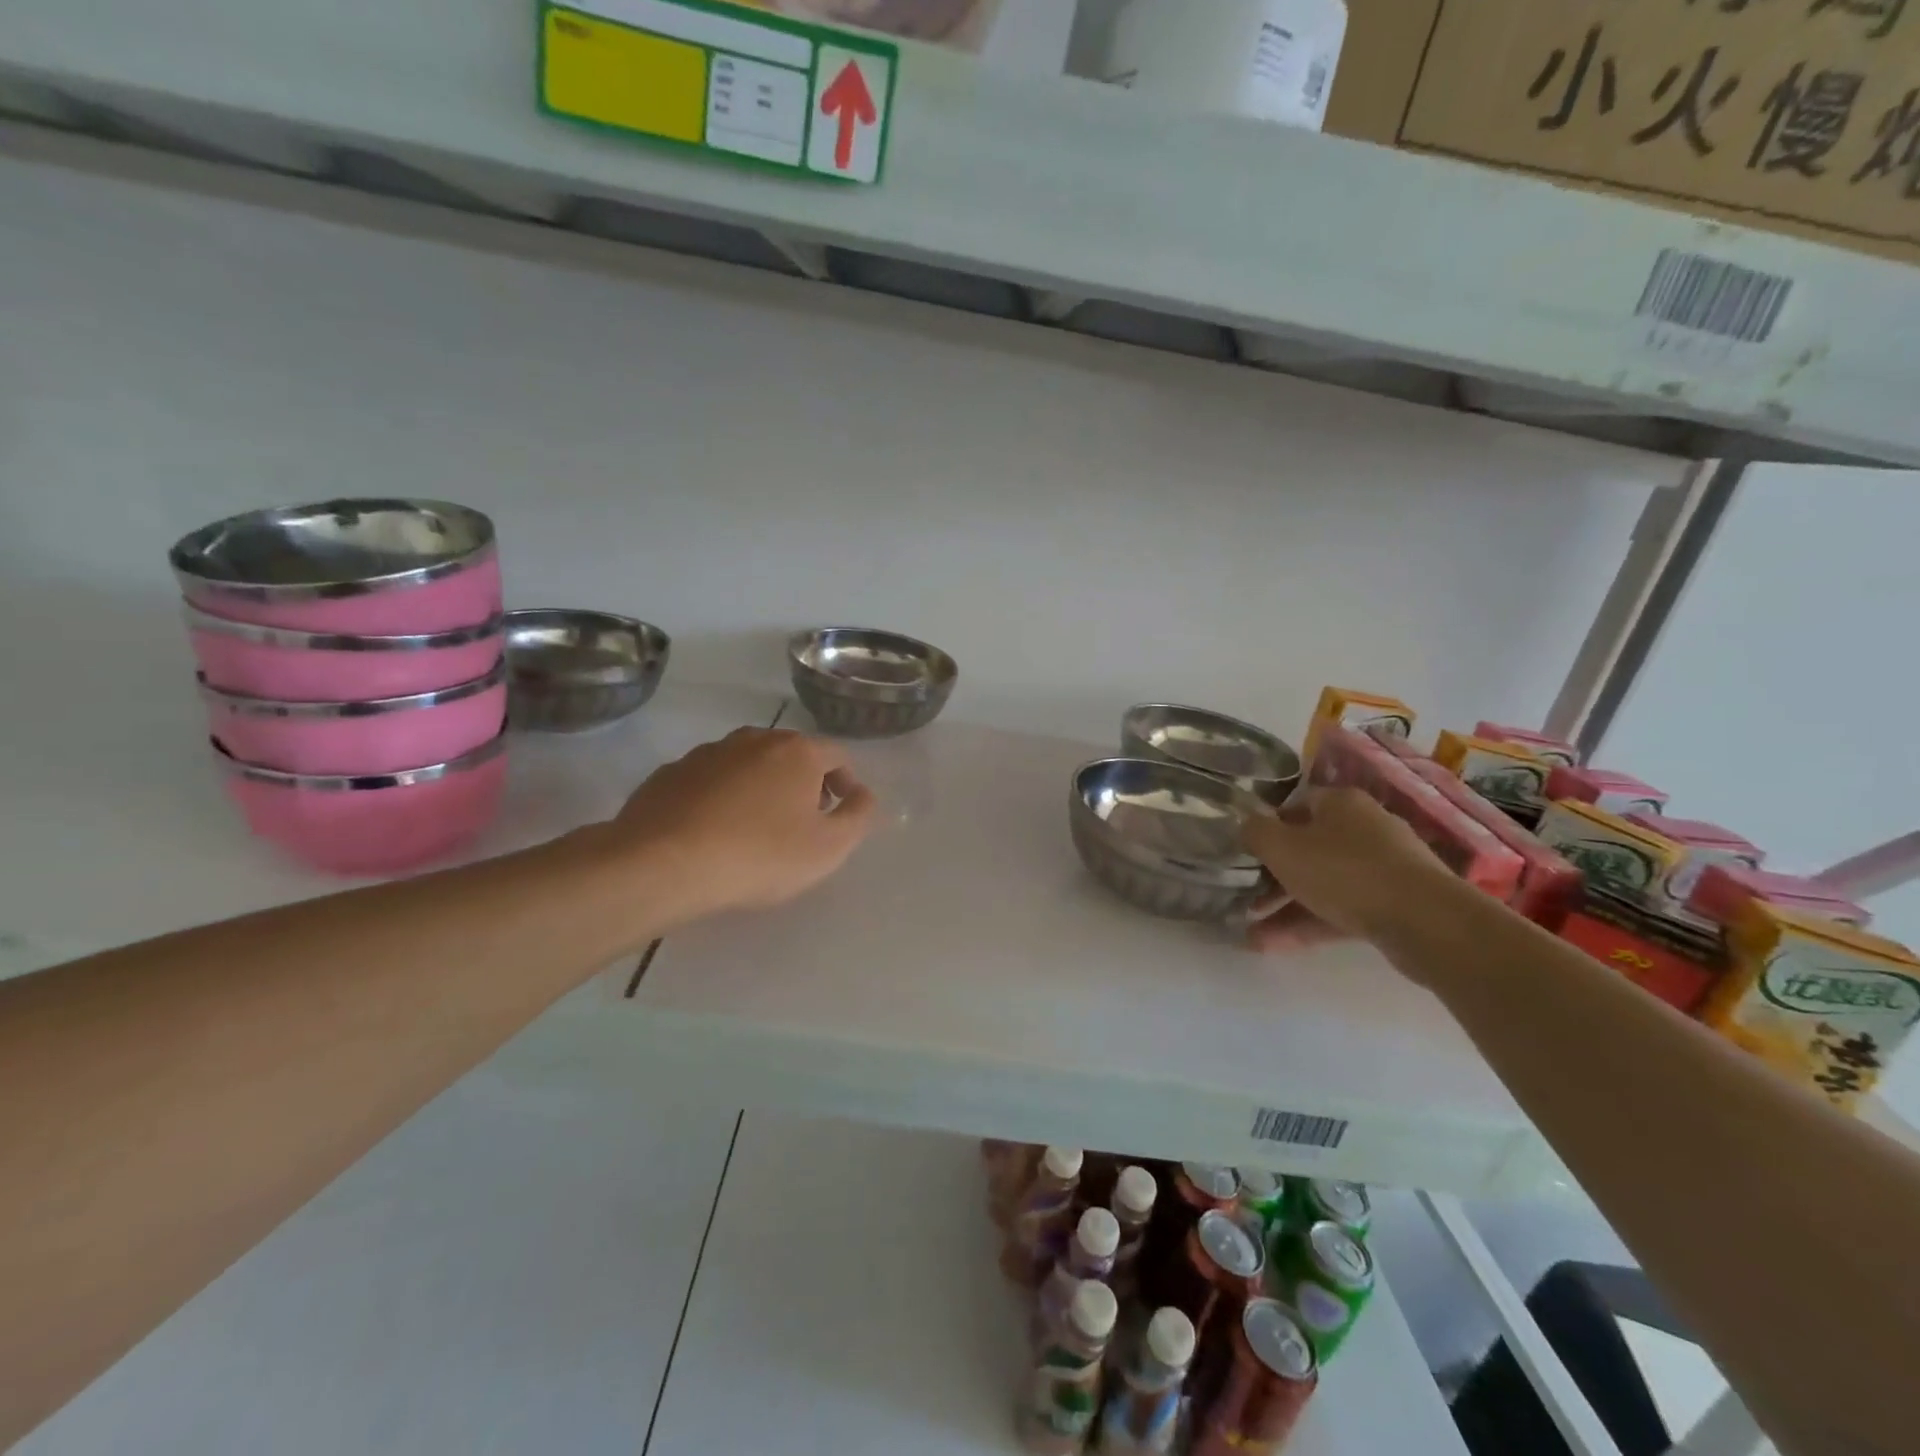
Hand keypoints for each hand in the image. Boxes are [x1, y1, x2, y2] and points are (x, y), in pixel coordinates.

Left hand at [606, 727, 876, 927]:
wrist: (662, 864)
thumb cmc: (759, 855)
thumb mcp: (828, 847)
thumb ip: (857, 816)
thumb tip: (863, 794)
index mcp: (797, 751)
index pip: (836, 755)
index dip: (846, 783)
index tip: (842, 814)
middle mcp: (754, 740)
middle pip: (791, 755)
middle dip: (804, 783)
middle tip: (804, 822)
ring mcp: (708, 753)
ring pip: (748, 765)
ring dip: (761, 788)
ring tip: (757, 828)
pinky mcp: (671, 772)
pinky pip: (710, 781)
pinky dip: (722, 798)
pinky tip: (714, 831)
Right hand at [1241, 787, 1455, 953]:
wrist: (1426, 921)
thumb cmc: (1344, 871)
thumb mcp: (1281, 847)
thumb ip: (1254, 832)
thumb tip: (1246, 826)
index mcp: (1340, 804)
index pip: (1294, 806)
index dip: (1266, 828)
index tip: (1245, 853)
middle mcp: (1365, 828)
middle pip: (1308, 847)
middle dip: (1273, 876)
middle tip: (1245, 897)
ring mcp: (1384, 868)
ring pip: (1323, 884)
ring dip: (1285, 907)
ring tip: (1250, 933)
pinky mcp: (1394, 904)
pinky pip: (1342, 910)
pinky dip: (1310, 924)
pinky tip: (1274, 946)